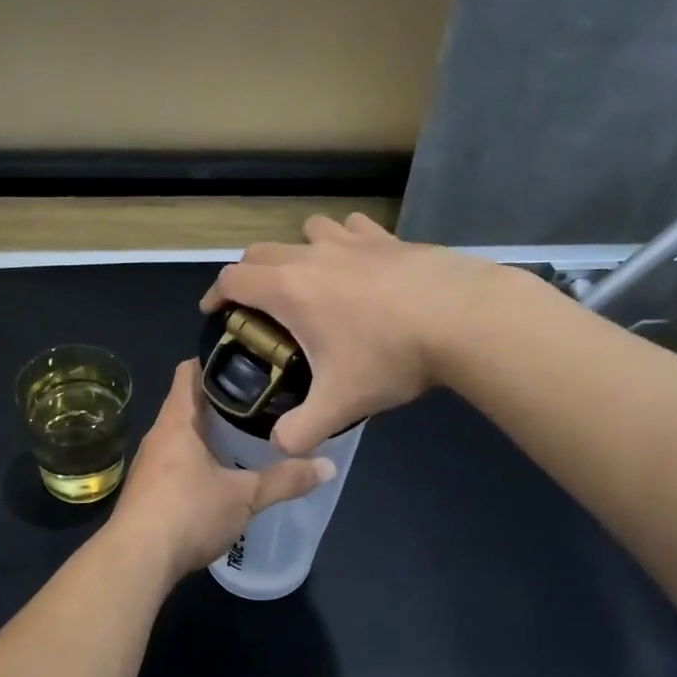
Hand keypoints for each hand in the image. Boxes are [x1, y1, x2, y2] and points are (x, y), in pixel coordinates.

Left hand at [109, 362, 334, 582]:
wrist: (136, 561)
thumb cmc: (188, 513)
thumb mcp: (245, 497)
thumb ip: (285, 480)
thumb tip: (329, 466)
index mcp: (177, 422)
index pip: (190, 371)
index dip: (216, 359)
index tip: (248, 360)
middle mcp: (158, 436)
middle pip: (189, 404)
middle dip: (222, 401)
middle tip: (262, 402)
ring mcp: (148, 465)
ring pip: (182, 436)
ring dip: (210, 435)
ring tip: (247, 437)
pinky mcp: (147, 492)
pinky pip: (176, 464)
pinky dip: (198, 461)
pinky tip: (222, 477)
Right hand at [199, 214, 493, 454]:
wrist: (462, 318)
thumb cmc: (389, 355)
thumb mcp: (340, 404)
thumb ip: (301, 431)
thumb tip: (280, 447)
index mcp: (289, 289)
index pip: (233, 278)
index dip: (215, 294)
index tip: (213, 312)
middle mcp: (313, 256)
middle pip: (262, 250)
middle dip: (249, 274)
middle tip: (256, 305)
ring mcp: (353, 242)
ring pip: (308, 231)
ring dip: (297, 251)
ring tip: (309, 280)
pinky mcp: (389, 238)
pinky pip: (353, 228)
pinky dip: (344, 242)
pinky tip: (358, 263)